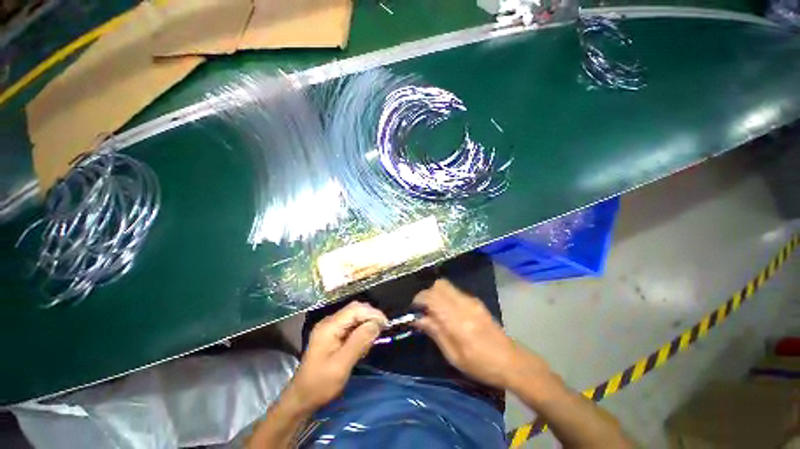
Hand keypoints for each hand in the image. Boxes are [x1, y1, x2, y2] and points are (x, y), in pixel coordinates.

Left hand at [287, 301, 386, 411]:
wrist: (302, 398)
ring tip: (370, 342)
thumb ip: (359, 342)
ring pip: (355, 316)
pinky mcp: (333, 334)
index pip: (355, 309)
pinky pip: (351, 325)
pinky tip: (362, 344)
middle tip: (380, 332)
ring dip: (366, 325)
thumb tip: (377, 324)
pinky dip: (360, 331)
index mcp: (329, 326)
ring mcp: (330, 327)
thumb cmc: (321, 384)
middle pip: (355, 309)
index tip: (385, 325)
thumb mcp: (341, 365)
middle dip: (370, 318)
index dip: (372, 313)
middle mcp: (330, 322)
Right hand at [412, 279, 548, 389]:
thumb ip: (435, 332)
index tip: (414, 309)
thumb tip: (418, 318)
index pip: (432, 297)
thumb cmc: (480, 365)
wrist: (511, 361)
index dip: (419, 299)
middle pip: (439, 285)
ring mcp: (471, 301)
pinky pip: (455, 291)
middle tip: (424, 309)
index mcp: (457, 320)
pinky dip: (446, 295)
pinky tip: (448, 311)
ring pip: (446, 285)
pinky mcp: (476, 301)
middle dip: (427, 293)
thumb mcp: (454, 356)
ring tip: (434, 310)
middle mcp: (463, 304)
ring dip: (436, 293)